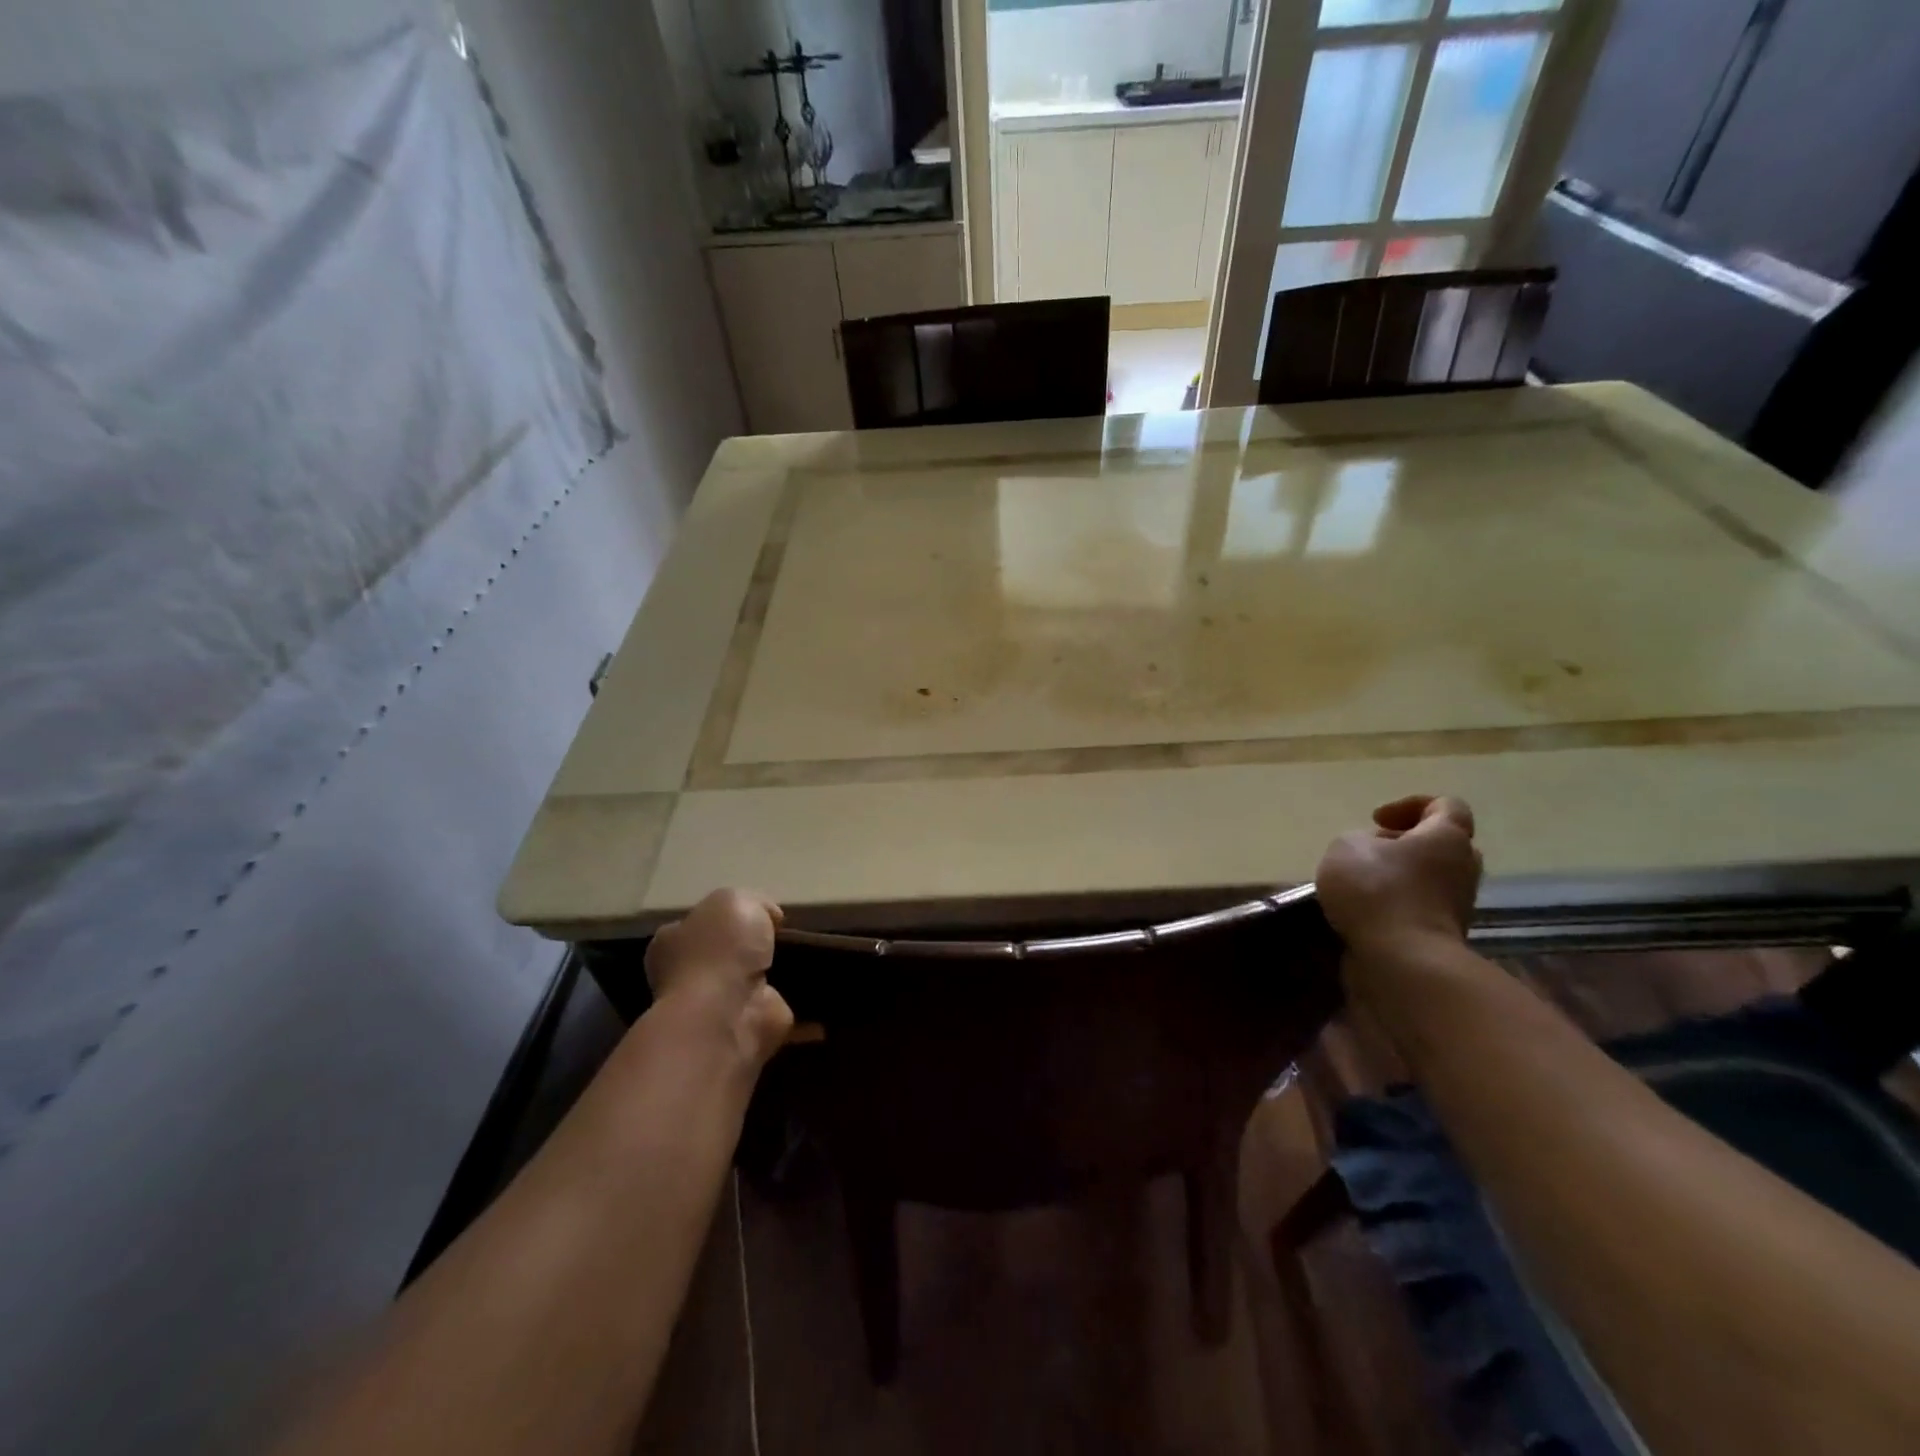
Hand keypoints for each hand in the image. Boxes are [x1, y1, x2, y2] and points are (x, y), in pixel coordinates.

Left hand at [645, 889, 792, 1064]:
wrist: (728, 1015)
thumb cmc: (719, 951)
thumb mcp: (735, 900)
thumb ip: (752, 902)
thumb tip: (769, 918)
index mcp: (674, 941)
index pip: (698, 923)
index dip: (727, 917)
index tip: (761, 914)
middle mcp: (689, 975)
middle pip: (726, 954)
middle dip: (752, 948)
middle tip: (784, 936)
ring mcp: (718, 1006)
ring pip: (750, 983)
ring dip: (775, 975)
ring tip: (807, 958)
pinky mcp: (749, 1028)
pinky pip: (775, 1007)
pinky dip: (795, 1002)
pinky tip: (815, 987)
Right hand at [1316, 795, 1481, 961]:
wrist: (1402, 961)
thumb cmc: (1377, 890)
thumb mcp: (1347, 846)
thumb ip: (1360, 840)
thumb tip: (1374, 854)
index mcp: (1447, 838)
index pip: (1446, 805)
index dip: (1409, 805)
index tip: (1376, 820)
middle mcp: (1463, 869)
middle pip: (1442, 845)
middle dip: (1406, 845)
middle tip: (1372, 852)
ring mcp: (1457, 906)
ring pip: (1430, 880)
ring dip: (1399, 878)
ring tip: (1360, 886)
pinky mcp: (1442, 936)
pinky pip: (1419, 909)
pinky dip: (1395, 907)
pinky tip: (1363, 914)